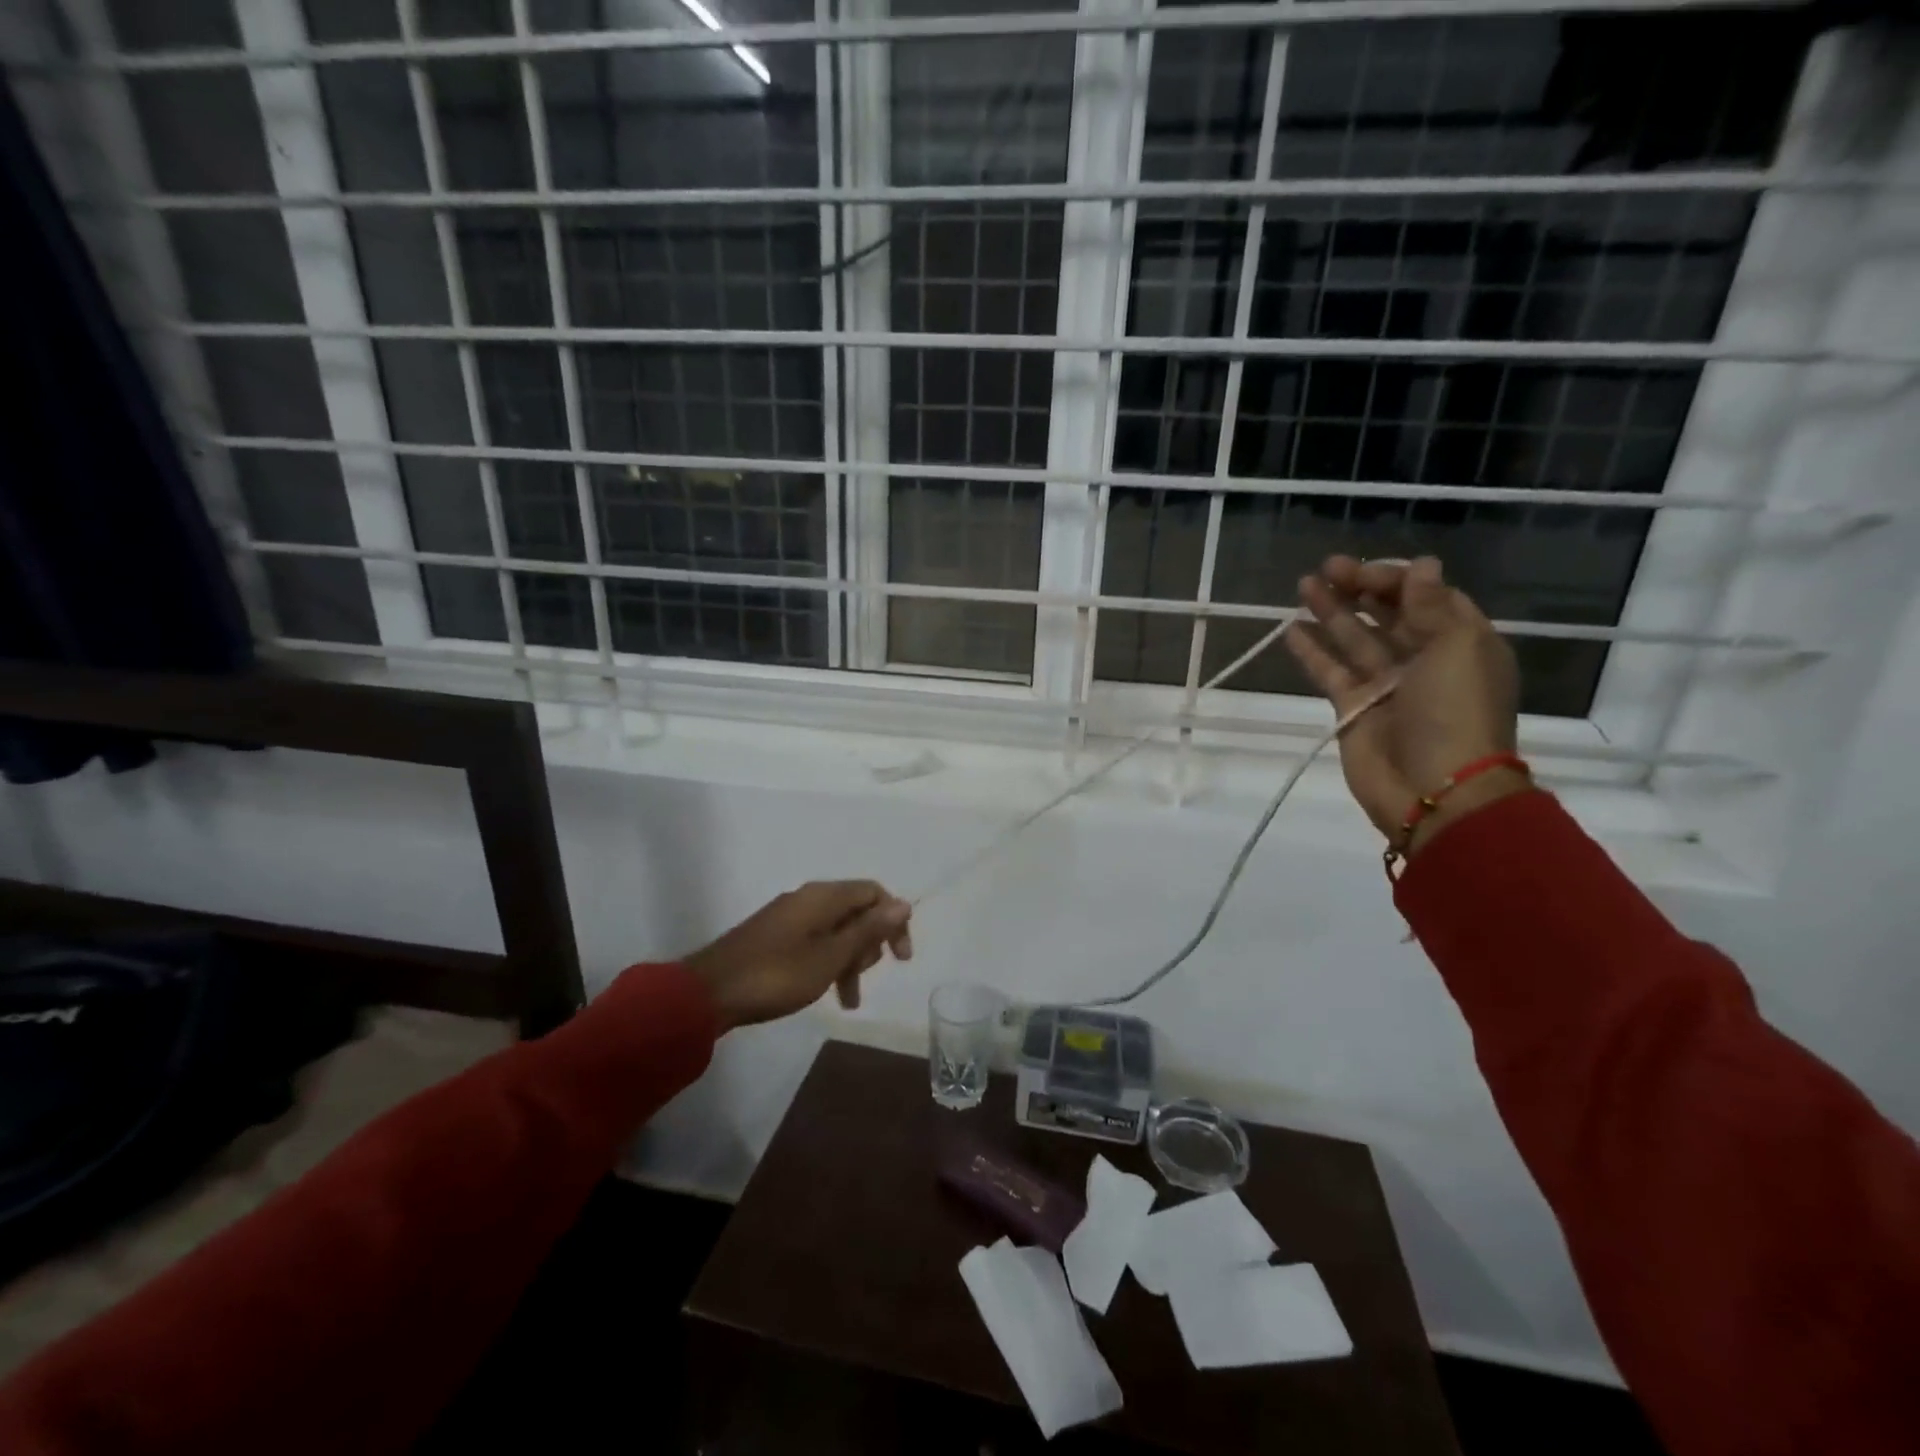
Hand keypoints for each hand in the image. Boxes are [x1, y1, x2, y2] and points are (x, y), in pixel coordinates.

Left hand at [684, 880, 912, 1031]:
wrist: (709, 993)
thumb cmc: (777, 974)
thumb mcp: (831, 956)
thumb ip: (868, 930)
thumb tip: (903, 904)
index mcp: (824, 896)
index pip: (874, 892)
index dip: (894, 920)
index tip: (901, 958)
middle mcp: (808, 898)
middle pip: (856, 911)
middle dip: (869, 944)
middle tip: (861, 977)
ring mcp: (789, 918)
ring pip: (836, 931)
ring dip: (849, 961)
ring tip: (849, 1000)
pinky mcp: (775, 937)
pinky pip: (815, 942)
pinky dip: (828, 963)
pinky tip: (826, 992)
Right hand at [1284, 555, 1525, 854]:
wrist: (1433, 789)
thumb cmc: (1454, 712)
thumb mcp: (1454, 648)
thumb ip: (1431, 605)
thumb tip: (1421, 565)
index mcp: (1460, 642)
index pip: (1426, 597)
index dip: (1394, 580)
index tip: (1361, 573)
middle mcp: (1423, 660)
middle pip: (1387, 615)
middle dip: (1359, 590)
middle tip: (1325, 569)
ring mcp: (1386, 685)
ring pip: (1354, 640)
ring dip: (1331, 612)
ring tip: (1303, 587)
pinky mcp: (1353, 709)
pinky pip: (1330, 672)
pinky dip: (1313, 652)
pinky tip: (1293, 629)